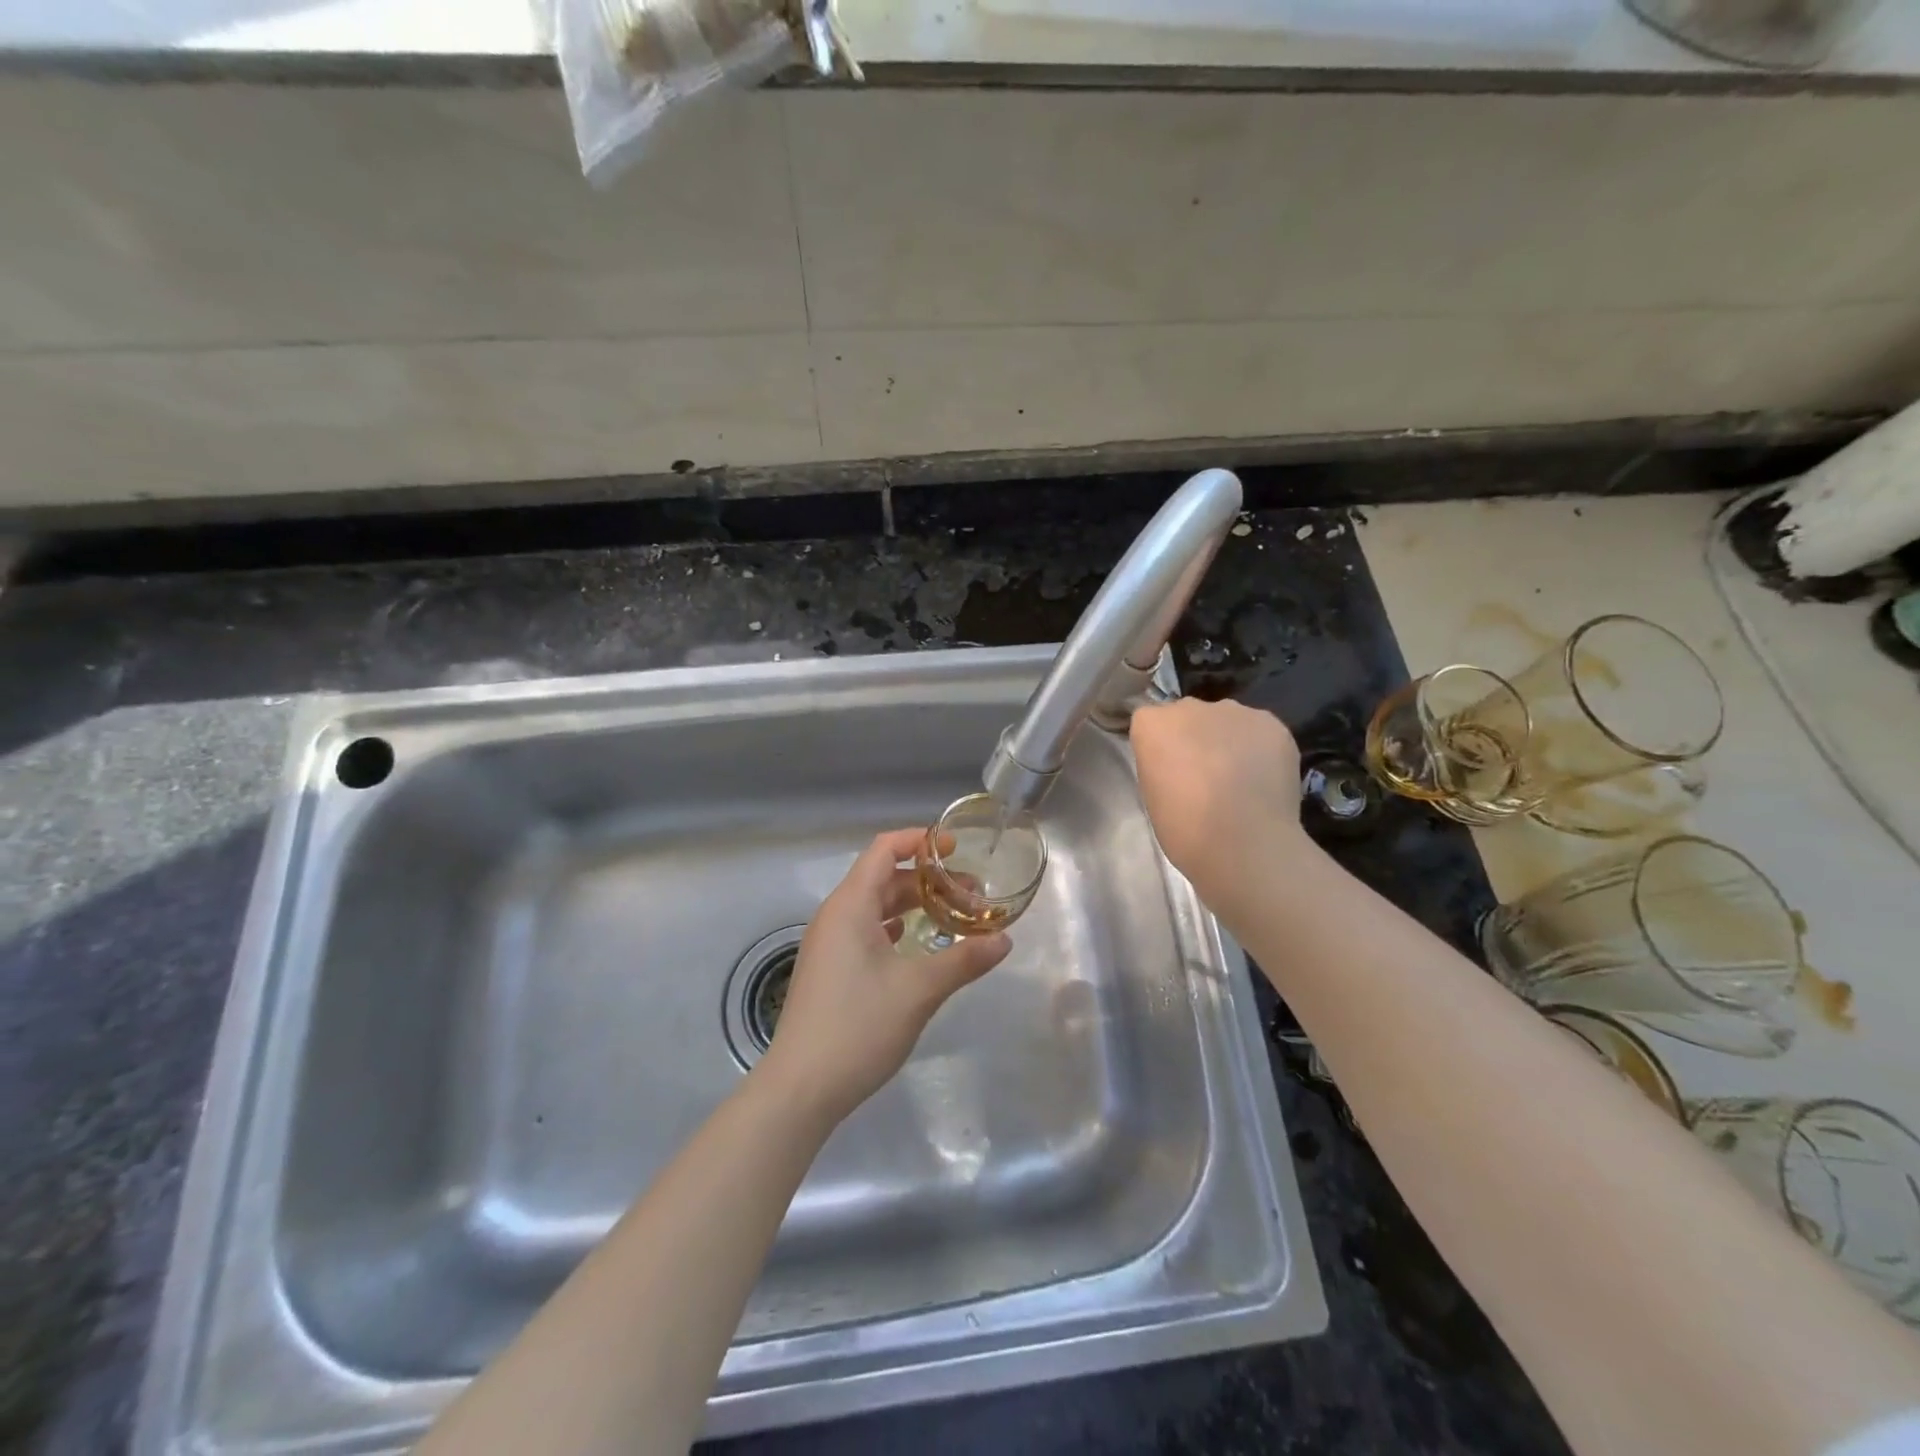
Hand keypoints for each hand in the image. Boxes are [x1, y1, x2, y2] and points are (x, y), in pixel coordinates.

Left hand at [754, 829, 1011, 1125]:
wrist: (801, 1088)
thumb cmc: (858, 1027)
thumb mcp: (919, 991)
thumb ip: (963, 960)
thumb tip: (1004, 940)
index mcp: (850, 906)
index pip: (883, 850)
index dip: (918, 841)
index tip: (955, 848)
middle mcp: (835, 917)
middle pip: (882, 878)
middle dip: (926, 880)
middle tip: (970, 893)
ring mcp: (828, 945)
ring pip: (874, 907)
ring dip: (912, 905)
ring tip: (952, 917)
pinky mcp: (829, 971)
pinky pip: (865, 932)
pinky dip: (894, 928)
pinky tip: (915, 943)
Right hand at [1129, 699, 1305, 901]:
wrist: (1245, 844)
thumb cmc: (1185, 829)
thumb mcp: (1153, 794)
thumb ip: (1162, 765)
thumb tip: (1181, 764)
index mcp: (1152, 724)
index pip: (1150, 722)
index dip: (1160, 746)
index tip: (1168, 771)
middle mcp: (1190, 707)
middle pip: (1188, 715)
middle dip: (1193, 737)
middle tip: (1204, 775)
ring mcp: (1235, 711)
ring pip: (1226, 720)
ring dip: (1227, 740)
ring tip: (1239, 779)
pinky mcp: (1272, 724)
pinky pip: (1259, 731)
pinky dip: (1260, 749)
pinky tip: (1263, 779)